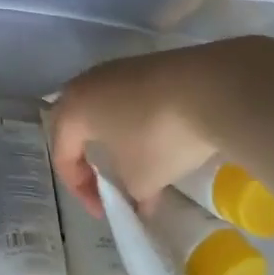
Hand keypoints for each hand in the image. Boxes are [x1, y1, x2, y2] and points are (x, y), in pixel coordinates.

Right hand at [49, 43, 241, 213]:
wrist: (211, 88)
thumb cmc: (159, 137)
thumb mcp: (141, 179)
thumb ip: (131, 194)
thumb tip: (139, 202)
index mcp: (73, 110)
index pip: (62, 154)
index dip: (79, 189)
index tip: (104, 210)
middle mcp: (86, 83)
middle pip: (76, 125)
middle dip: (88, 156)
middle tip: (106, 182)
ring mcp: (117, 68)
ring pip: (102, 107)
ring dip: (113, 137)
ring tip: (136, 161)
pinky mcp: (146, 63)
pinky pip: (128, 97)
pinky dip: (135, 120)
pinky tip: (159, 136)